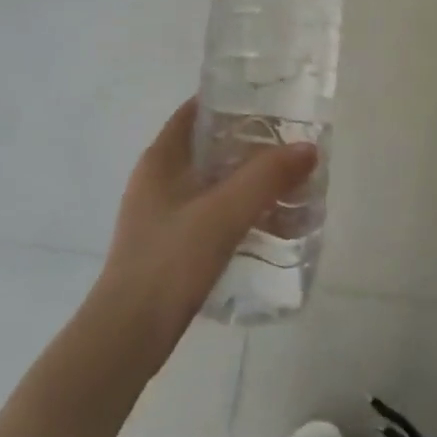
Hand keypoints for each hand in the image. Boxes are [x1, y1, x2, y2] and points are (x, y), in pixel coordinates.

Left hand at [91, 97, 316, 367]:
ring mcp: (160, 214)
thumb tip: (307, 148)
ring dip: (244, 179)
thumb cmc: (170, 261)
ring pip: (210, 182)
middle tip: (288, 145)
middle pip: (207, 147)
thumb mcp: (223, 213)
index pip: (195, 111)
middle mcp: (157, 180)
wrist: (128, 335)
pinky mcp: (168, 245)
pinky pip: (209, 212)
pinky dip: (236, 208)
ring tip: (286, 182)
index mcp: (160, 160)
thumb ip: (267, 177)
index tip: (270, 103)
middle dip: (247, 144)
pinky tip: (265, 222)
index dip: (229, 101)